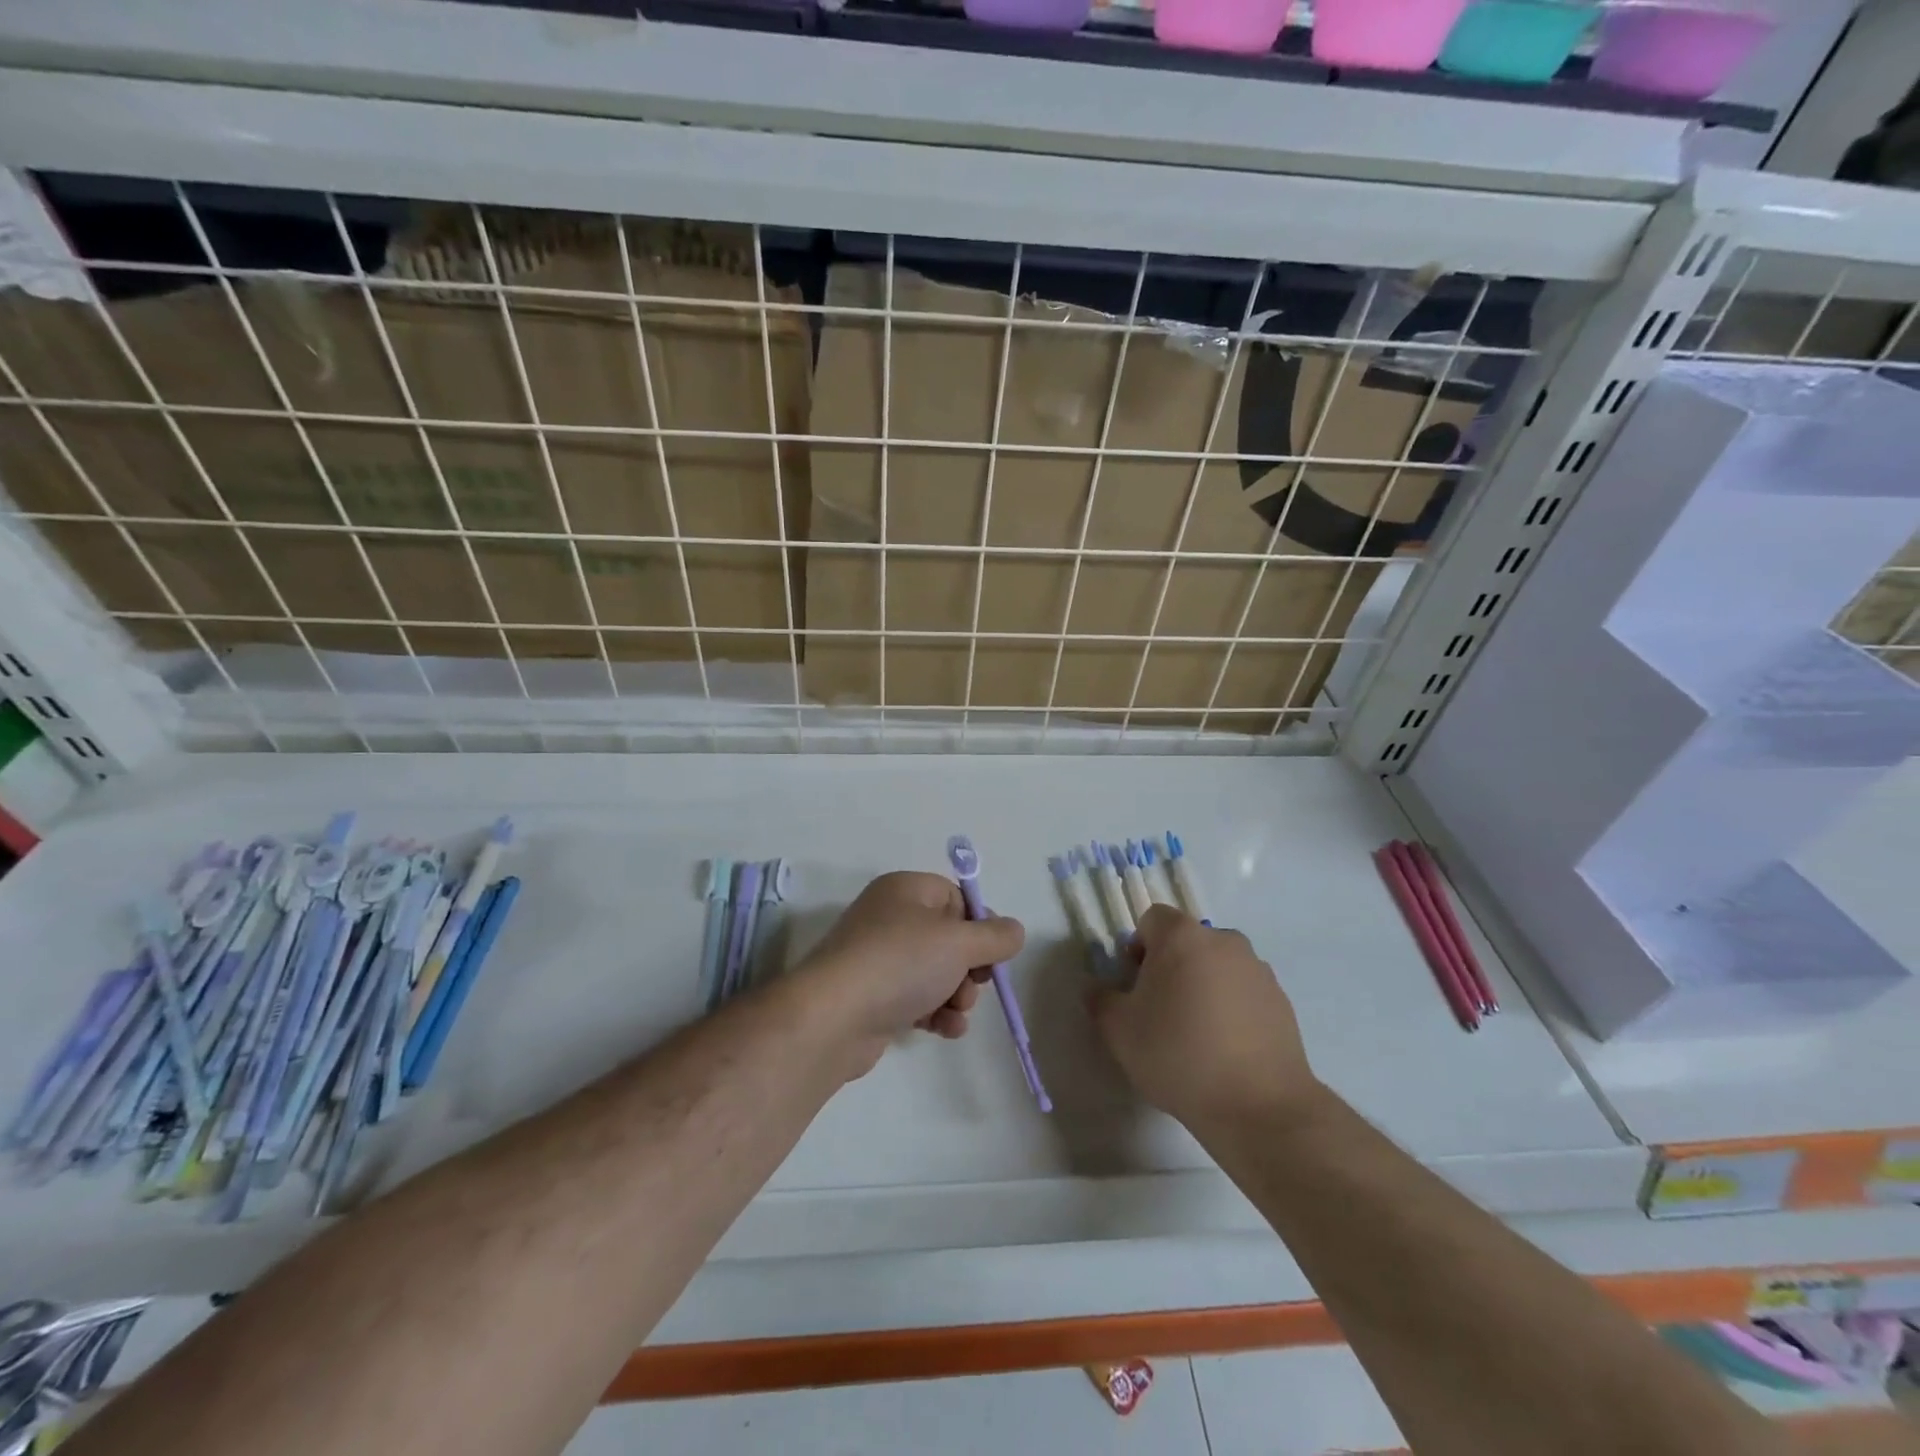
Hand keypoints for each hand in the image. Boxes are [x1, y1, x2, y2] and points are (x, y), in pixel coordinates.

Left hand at [793, 872, 1024, 1077]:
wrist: (833, 1018)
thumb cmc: (901, 963)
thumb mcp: (959, 942)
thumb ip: (996, 936)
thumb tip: (1014, 930)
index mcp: (906, 890)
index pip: (957, 898)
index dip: (980, 925)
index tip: (993, 952)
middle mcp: (890, 917)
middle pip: (949, 938)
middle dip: (969, 968)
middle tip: (972, 986)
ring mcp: (879, 958)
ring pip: (937, 972)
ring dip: (956, 995)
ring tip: (954, 1012)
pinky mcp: (874, 995)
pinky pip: (917, 997)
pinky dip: (936, 1012)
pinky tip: (944, 1030)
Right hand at [1088, 905, 1318, 1132]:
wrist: (1259, 1106)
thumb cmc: (1178, 1055)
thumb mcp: (1119, 1031)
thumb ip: (1100, 999)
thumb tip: (1097, 988)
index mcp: (1182, 937)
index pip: (1152, 920)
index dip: (1138, 948)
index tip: (1136, 986)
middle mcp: (1223, 941)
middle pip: (1187, 942)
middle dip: (1170, 967)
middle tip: (1161, 1011)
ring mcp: (1257, 970)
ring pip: (1217, 966)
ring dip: (1203, 986)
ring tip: (1196, 1035)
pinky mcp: (1281, 1001)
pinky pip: (1244, 992)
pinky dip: (1231, 1008)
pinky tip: (1225, 1049)